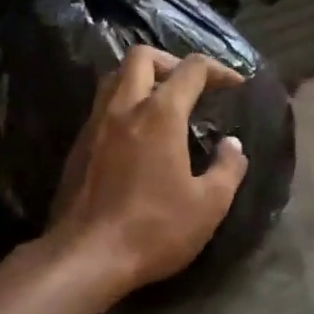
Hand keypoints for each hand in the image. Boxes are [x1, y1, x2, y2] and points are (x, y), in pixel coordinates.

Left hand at [47, 44, 249, 297]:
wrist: (85, 257)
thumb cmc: (154, 229)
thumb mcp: (209, 205)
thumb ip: (228, 168)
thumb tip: (232, 145)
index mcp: (160, 114)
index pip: (192, 69)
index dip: (218, 70)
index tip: (235, 85)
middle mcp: (123, 108)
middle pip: (142, 56)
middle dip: (171, 61)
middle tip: (190, 85)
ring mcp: (95, 125)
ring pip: (114, 77)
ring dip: (141, 78)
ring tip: (162, 103)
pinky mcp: (78, 146)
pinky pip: (101, 106)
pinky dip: (123, 104)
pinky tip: (135, 134)